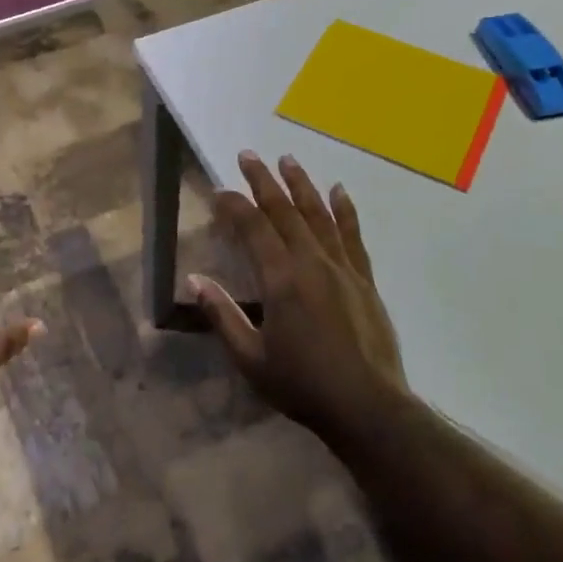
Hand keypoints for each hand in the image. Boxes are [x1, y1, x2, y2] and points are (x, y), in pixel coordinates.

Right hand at [190, 152, 405, 442]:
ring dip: (301, 185)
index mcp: (281, 279)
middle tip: (248, 155)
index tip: (218, 189)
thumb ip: (222, 315)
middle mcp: (312, 262)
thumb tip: (194, 279)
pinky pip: (352, 235)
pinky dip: (344, 210)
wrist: (368, 407)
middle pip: (285, 211)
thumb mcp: (250, 358)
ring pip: (319, 215)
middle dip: (264, 181)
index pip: (253, 228)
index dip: (234, 205)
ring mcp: (342, 268)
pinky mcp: (364, 279)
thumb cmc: (302, 385)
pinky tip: (338, 191)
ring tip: (288, 160)